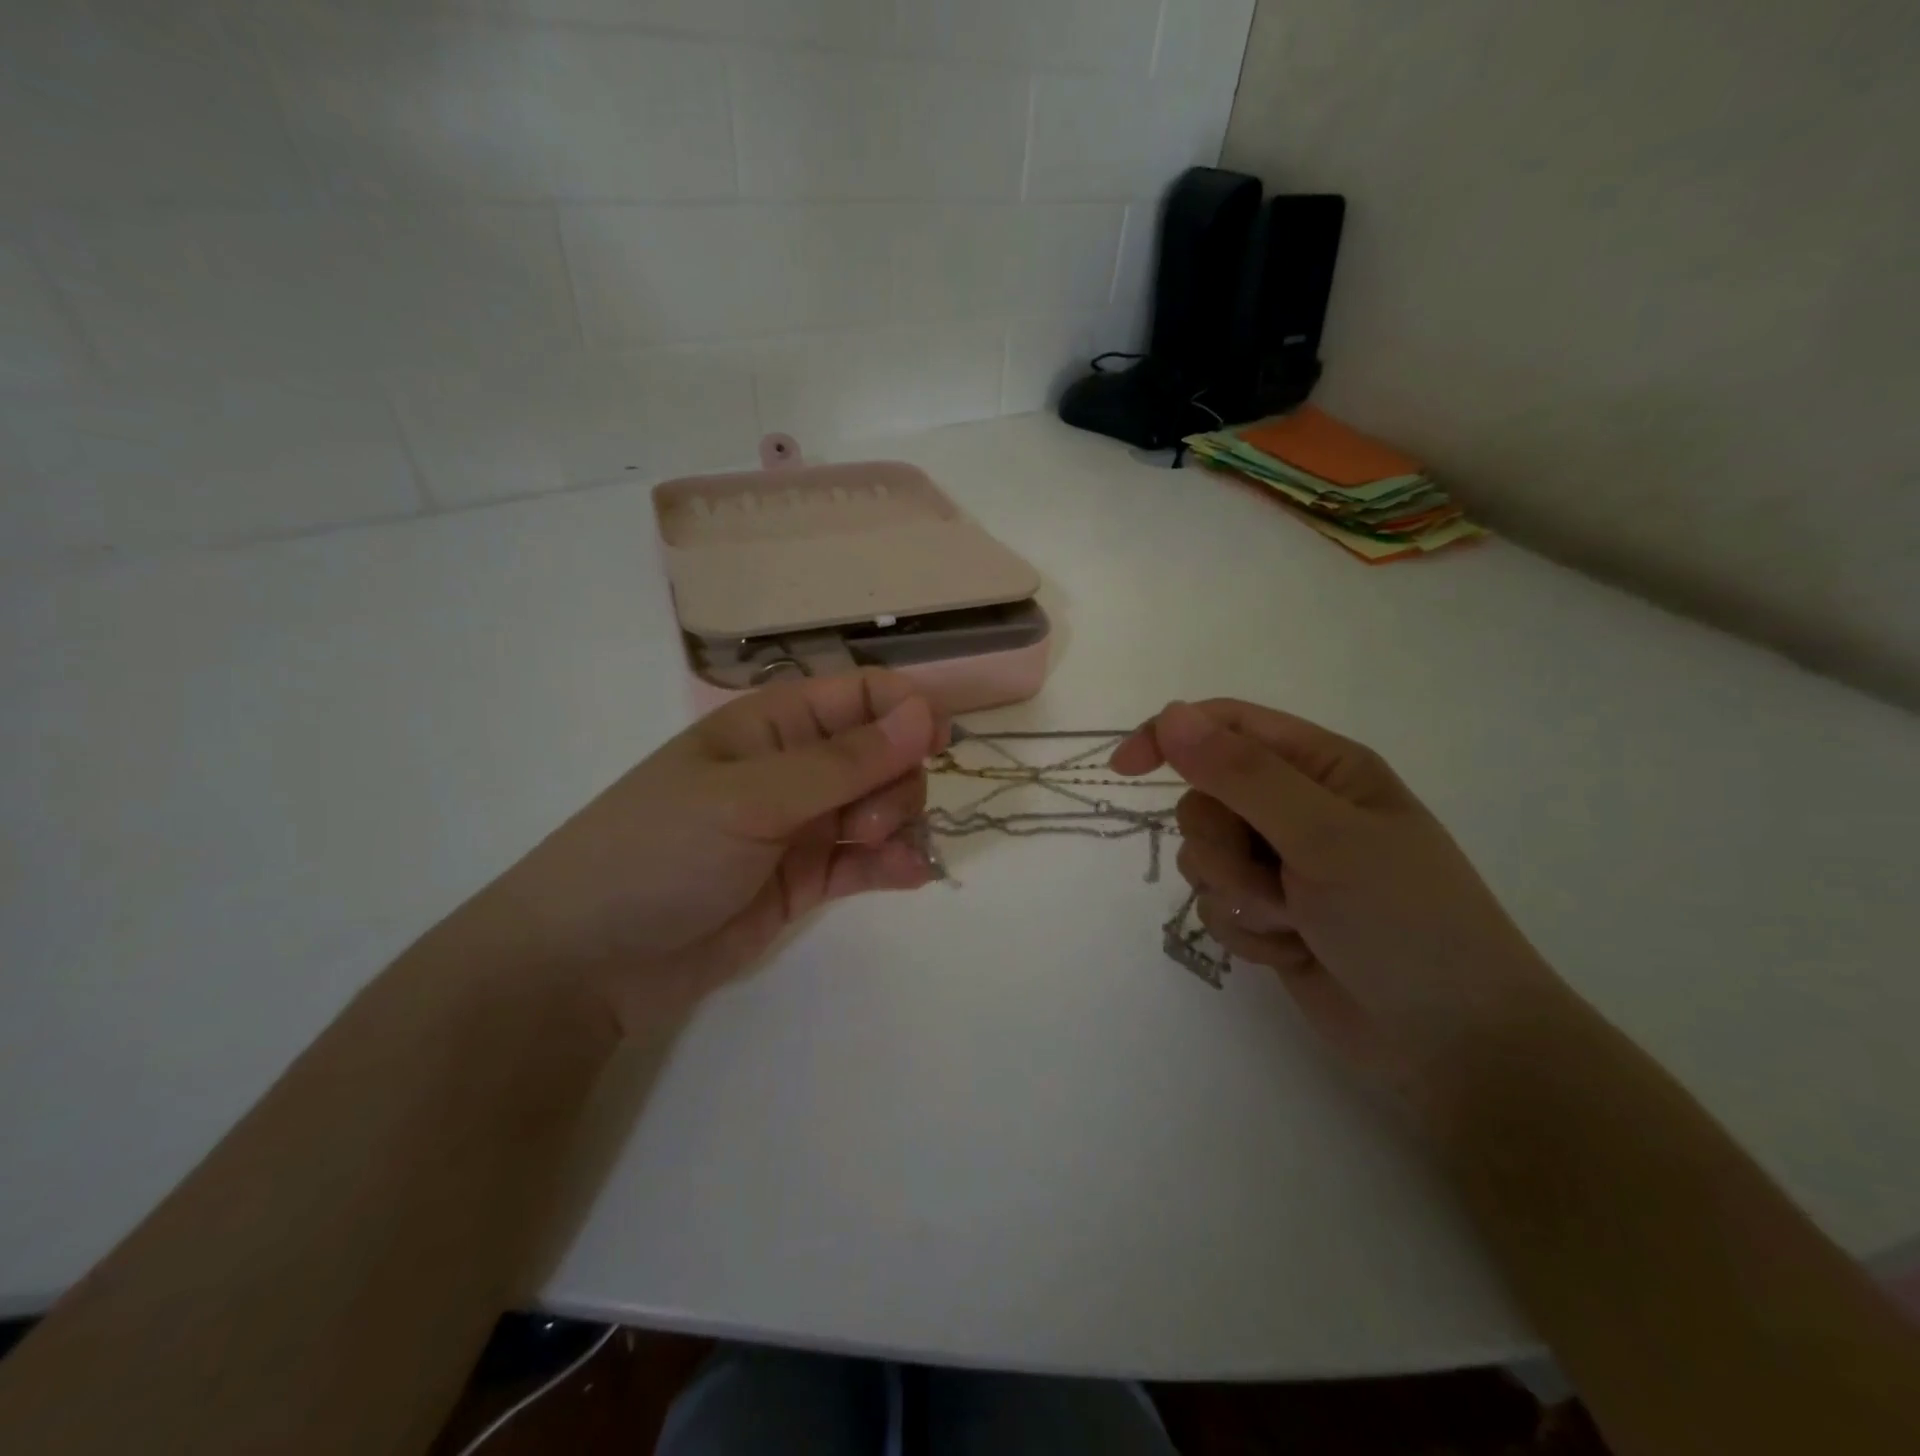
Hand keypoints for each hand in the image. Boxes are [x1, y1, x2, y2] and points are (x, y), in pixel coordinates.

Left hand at [494, 670, 945, 1032]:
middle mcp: (794, 768)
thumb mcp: (752, 798)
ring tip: (873, 853)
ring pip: (883, 806)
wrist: (591, 960)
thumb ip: (844, 762)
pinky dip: (895, 864)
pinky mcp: (806, 879)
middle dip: (895, 782)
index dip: (906, 710)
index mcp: (773, 725)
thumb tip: (926, 712)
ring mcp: (802, 825)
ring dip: (898, 824)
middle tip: (865, 823)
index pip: (862, 694)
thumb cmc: (661, 851)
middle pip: (884, 753)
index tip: (937, 745)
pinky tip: (911, 876)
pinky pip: (869, 861)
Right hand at [1112, 700, 1565, 1107]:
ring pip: (1203, 856)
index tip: (1124, 770)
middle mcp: (1298, 808)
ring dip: (1236, 894)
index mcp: (1322, 767)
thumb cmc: (1406, 922)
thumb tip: (1170, 714)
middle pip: (1203, 800)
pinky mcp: (1270, 914)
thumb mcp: (1324, 836)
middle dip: (1221, 846)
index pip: (1225, 726)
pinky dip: (1247, 931)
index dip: (1170, 738)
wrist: (1454, 1045)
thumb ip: (1241, 774)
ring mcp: (1282, 864)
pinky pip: (1216, 905)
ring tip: (1292, 922)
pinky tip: (1293, 952)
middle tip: (1271, 880)